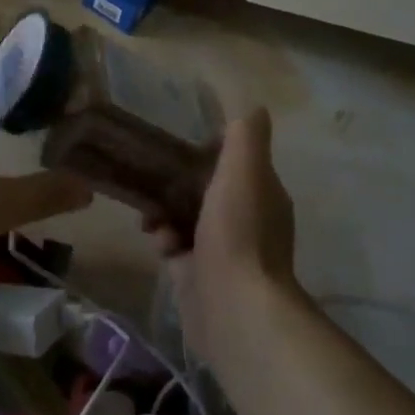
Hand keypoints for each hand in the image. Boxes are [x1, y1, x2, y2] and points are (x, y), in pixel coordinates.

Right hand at [162, 107, 297, 358]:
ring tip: (151, 218)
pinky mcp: (198, 277)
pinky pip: (174, 248)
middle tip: (152, 178)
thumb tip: (253, 106)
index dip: (208, 152)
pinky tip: (158, 245)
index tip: (182, 147)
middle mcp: (247, 222)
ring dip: (164, 213)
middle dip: (177, 184)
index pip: (235, 163)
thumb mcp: (244, 171)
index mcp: (263, 195)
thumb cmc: (238, 232)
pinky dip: (164, 241)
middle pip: (206, 190)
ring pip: (185, 219)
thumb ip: (246, 137)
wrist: (234, 308)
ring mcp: (223, 253)